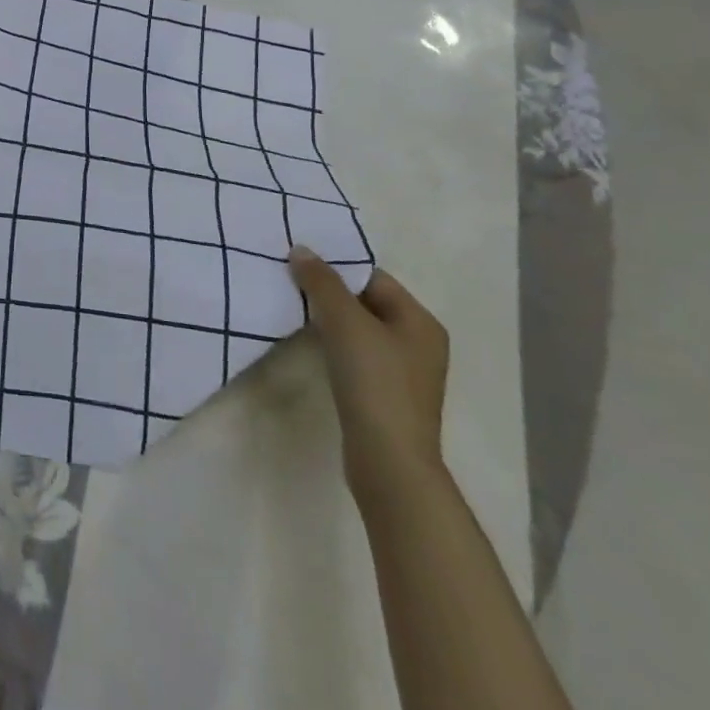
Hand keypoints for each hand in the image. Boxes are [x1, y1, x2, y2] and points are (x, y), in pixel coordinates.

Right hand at [288, 246, 448, 505]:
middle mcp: (418, 342)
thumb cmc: (374, 382)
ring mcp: (404, 372)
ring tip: (293, 309)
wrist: (388, 459)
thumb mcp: (345, 322)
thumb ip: (322, 282)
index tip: (298, 264)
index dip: (336, 267)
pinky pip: (357, 355)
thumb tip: (301, 249)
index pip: (373, 277)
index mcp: (420, 321)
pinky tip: (311, 346)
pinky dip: (334, 345)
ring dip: (329, 319)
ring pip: (359, 330)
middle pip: (366, 302)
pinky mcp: (386, 394)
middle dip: (329, 292)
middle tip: (289, 282)